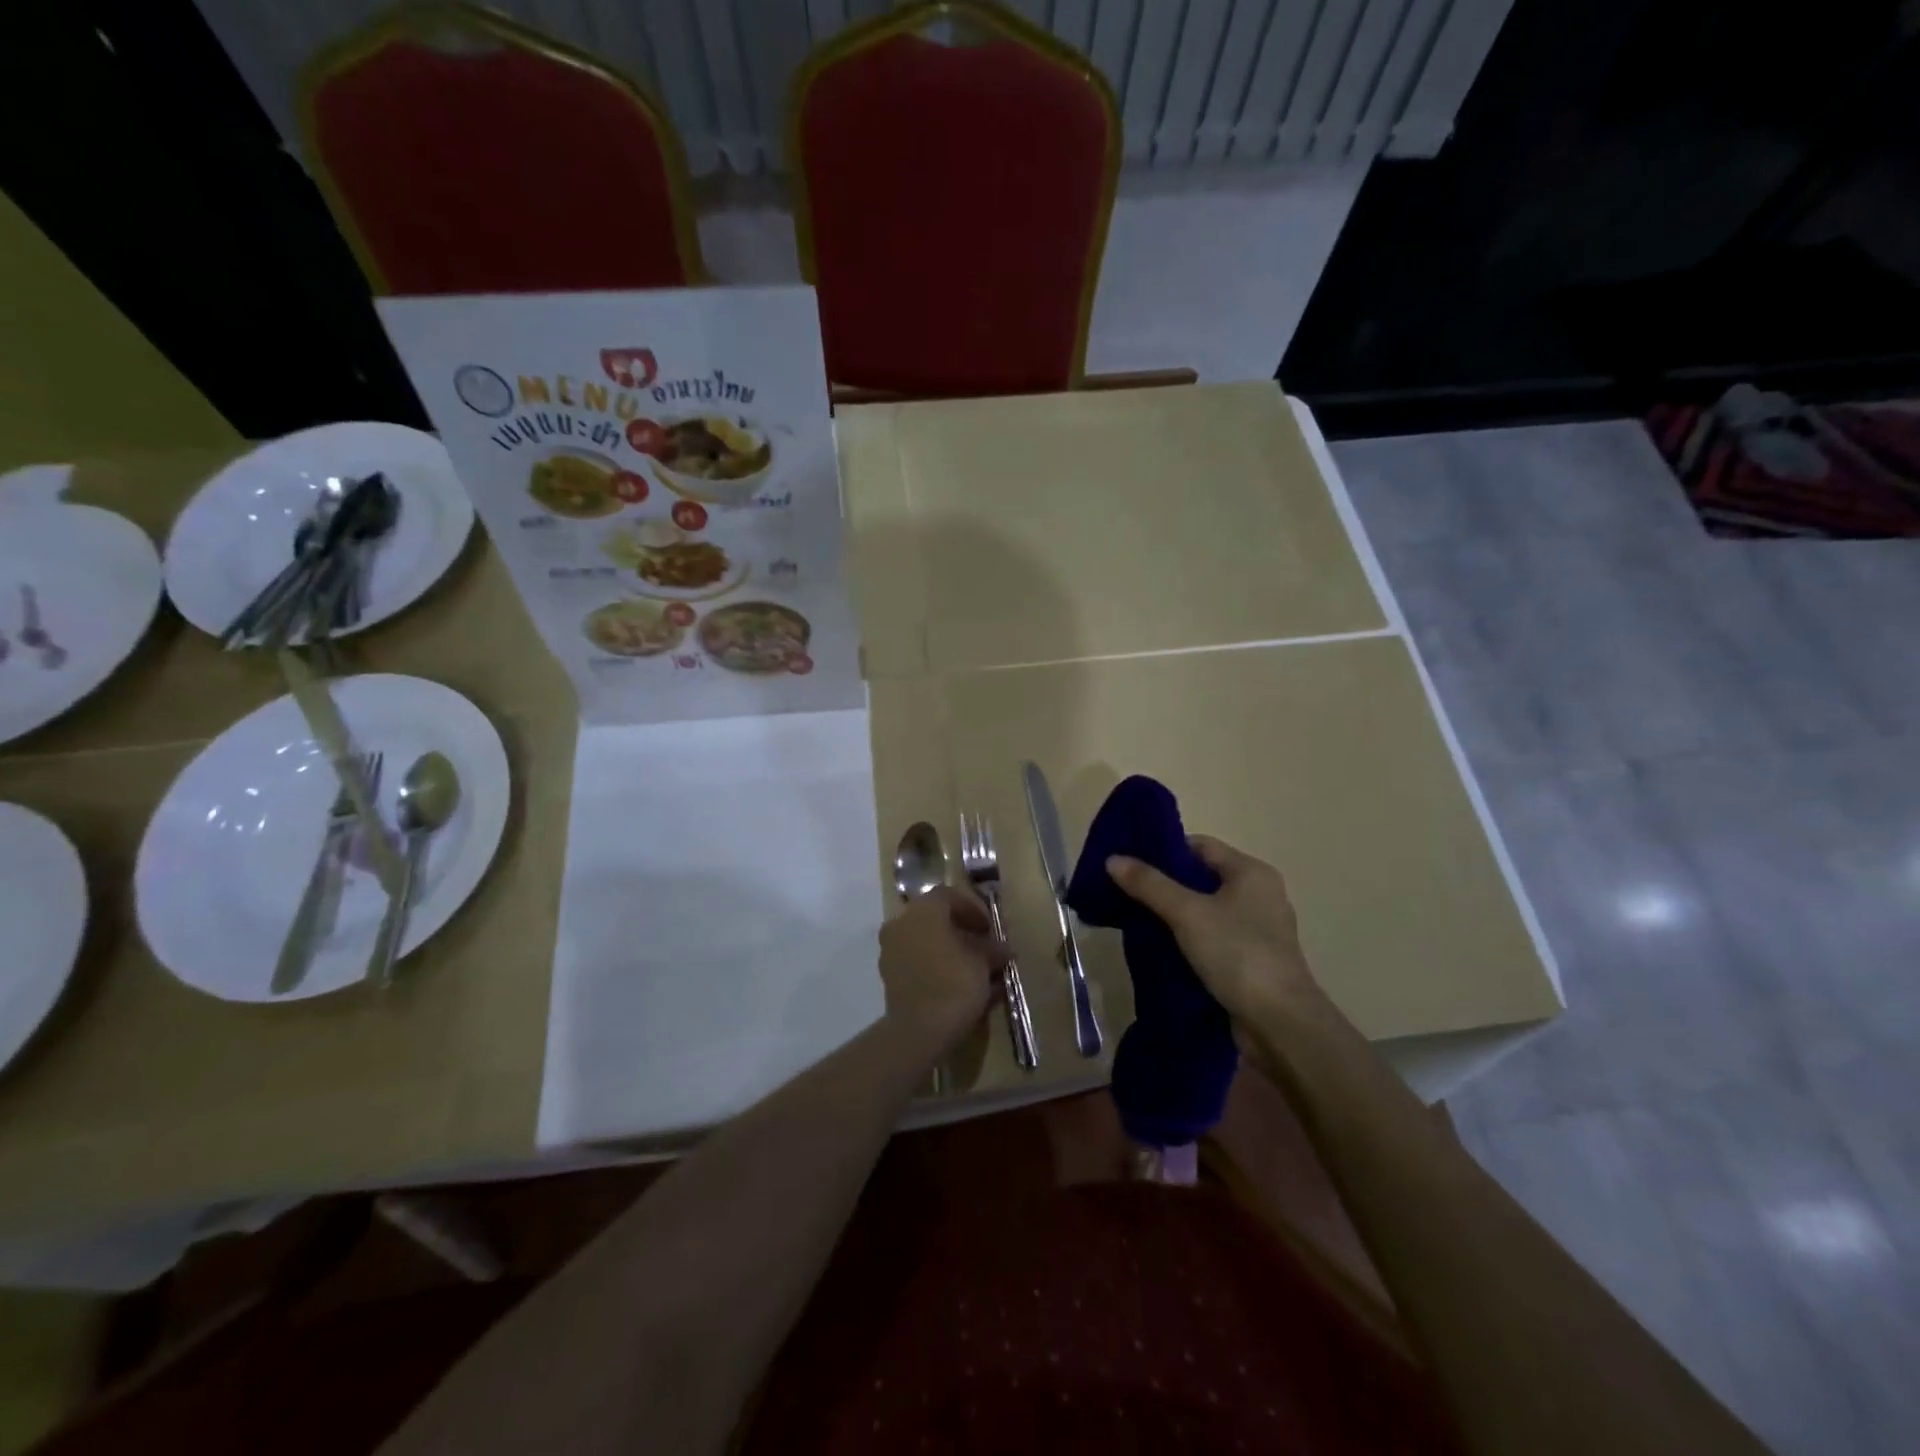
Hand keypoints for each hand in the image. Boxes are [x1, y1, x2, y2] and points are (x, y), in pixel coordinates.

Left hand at [879, 887, 1007, 1054]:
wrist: (919, 1031)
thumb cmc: (955, 984)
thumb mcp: (983, 963)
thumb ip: (992, 950)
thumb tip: (1001, 949)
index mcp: (924, 910)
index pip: (949, 896)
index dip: (973, 909)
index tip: (989, 929)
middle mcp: (902, 922)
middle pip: (934, 918)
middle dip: (960, 931)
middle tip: (982, 947)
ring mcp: (891, 949)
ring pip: (924, 940)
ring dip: (947, 950)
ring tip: (972, 969)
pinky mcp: (888, 975)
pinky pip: (916, 961)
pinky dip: (935, 966)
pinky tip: (956, 984)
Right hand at [1106, 836, 1323, 1027]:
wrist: (1280, 1024)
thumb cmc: (1238, 954)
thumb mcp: (1187, 913)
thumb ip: (1149, 884)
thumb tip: (1112, 859)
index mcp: (1251, 873)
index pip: (1200, 846)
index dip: (1164, 849)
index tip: (1128, 860)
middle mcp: (1259, 895)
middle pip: (1201, 878)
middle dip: (1163, 884)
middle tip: (1123, 890)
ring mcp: (1257, 930)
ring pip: (1204, 911)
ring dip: (1172, 915)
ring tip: (1133, 918)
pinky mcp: (1250, 961)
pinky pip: (1211, 939)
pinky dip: (1186, 940)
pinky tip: (1159, 948)